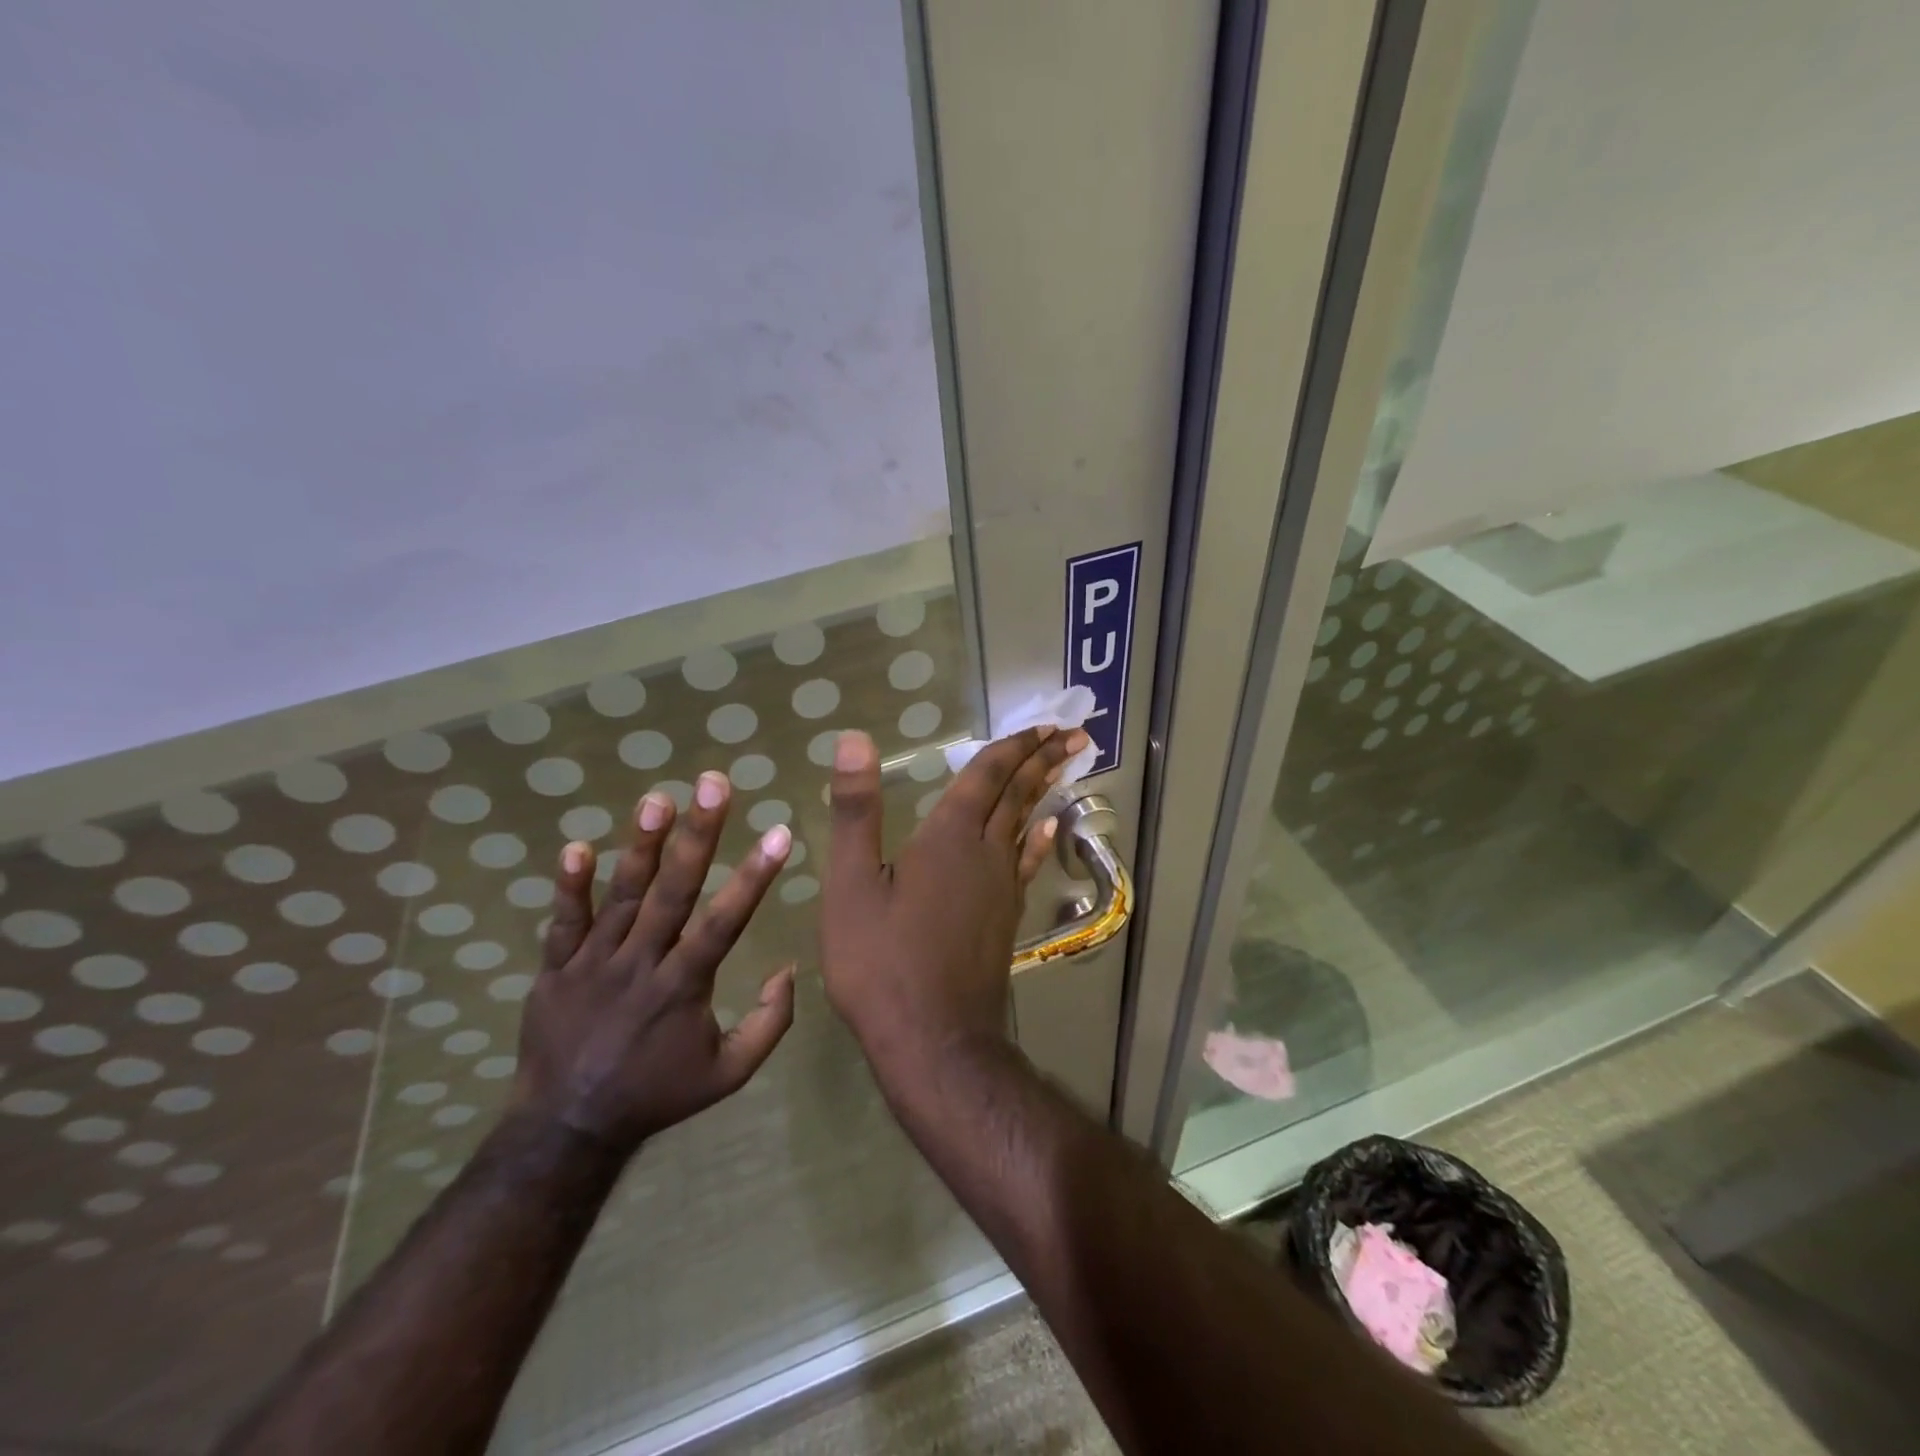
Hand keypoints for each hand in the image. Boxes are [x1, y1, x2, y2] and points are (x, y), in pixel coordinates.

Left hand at [510, 770, 796, 1155]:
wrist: (567, 1129)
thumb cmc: (657, 1094)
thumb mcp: (728, 1074)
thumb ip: (769, 1024)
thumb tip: (790, 969)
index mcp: (684, 987)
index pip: (725, 922)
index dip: (754, 876)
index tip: (779, 833)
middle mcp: (641, 964)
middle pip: (674, 892)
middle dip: (698, 835)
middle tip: (713, 785)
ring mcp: (594, 964)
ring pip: (622, 896)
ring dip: (641, 845)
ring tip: (658, 797)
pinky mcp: (556, 970)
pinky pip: (563, 923)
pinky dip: (569, 887)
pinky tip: (576, 847)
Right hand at [819, 726, 1087, 1076]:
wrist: (932, 1039)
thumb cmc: (881, 962)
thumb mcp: (852, 884)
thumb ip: (856, 811)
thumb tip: (855, 739)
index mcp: (948, 837)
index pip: (986, 777)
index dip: (1011, 747)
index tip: (1041, 725)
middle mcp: (985, 853)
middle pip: (1018, 795)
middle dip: (1042, 760)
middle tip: (1072, 734)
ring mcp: (1001, 887)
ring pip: (1027, 825)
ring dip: (1043, 792)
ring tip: (1062, 768)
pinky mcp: (1005, 917)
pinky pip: (1027, 863)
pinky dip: (1038, 840)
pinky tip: (1047, 831)